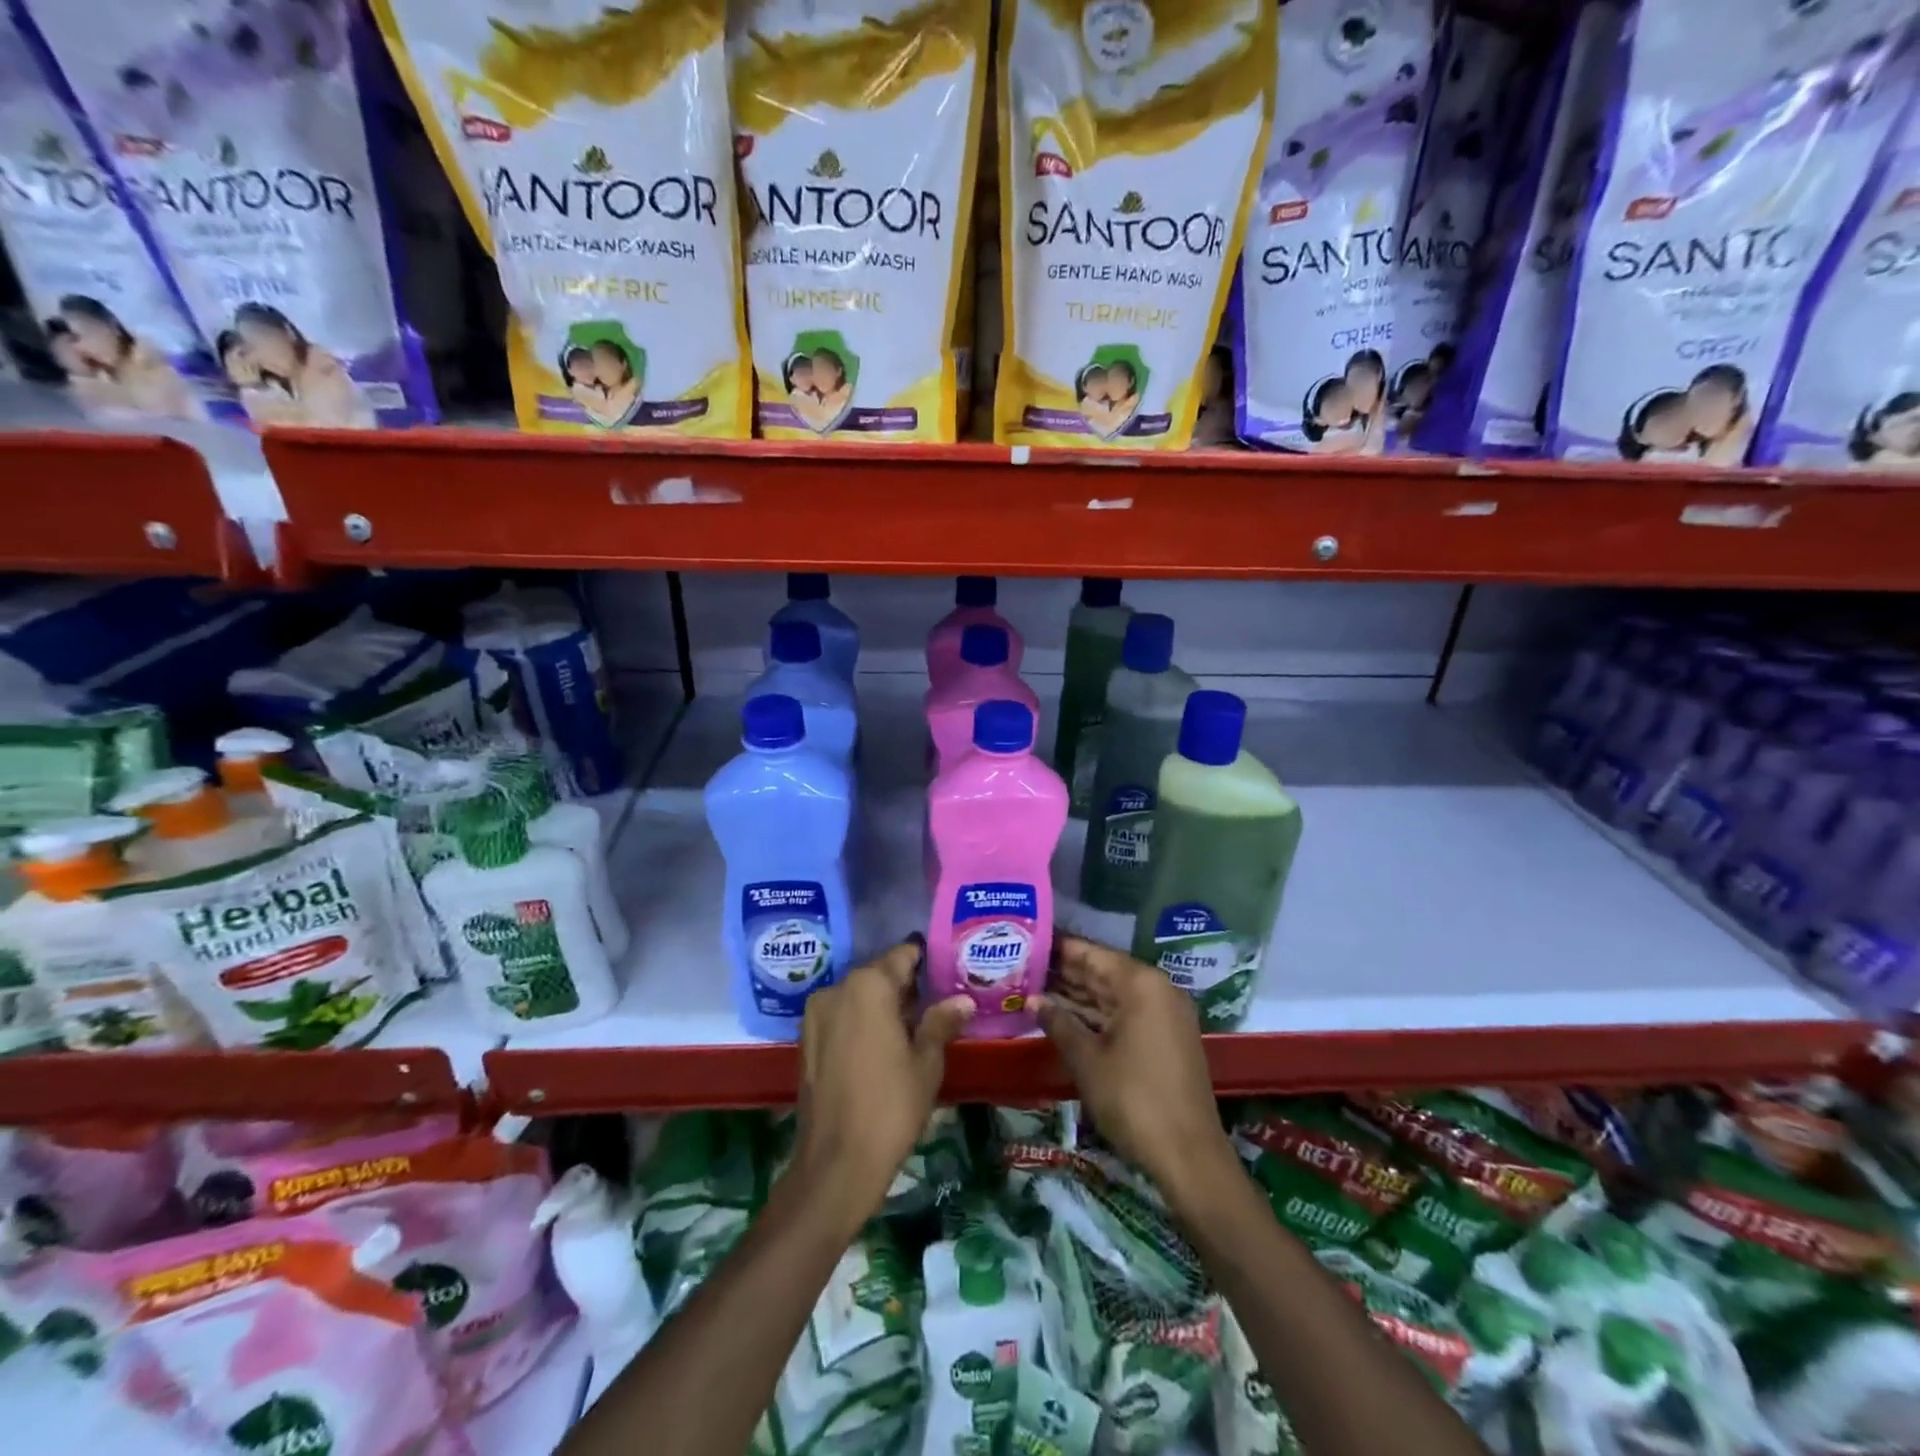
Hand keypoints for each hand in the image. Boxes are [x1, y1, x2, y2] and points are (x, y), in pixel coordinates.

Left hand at [790, 936, 972, 1229]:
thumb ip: (940, 1022)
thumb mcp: (926, 1062)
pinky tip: (884, 1045)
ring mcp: (816, 1014)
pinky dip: (862, 1021)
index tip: (947, 967)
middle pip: (878, 974)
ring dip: (882, 1004)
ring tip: (914, 1025)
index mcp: (868, 985)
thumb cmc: (891, 1105)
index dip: (926, 959)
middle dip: (906, 985)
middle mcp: (837, 989)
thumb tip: (962, 1000)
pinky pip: (841, 1016)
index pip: (903, 955)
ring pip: (858, 996)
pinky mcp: (806, 1040)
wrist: (836, 1163)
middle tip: (937, 1000)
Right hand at [1034, 936, 1235, 1198]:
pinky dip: (1099, 1015)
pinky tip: (1067, 1017)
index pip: (1094, 954)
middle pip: (1105, 972)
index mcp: (1141, 984)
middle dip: (1067, 972)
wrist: (1188, 1155)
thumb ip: (1059, 1023)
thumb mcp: (1087, 1060)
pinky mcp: (1167, 1039)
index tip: (1031, 942)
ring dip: (1080, 995)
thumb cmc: (1133, 1098)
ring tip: (1038, 988)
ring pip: (1115, 995)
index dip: (1061, 949)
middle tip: (1027, 966)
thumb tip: (1033, 1000)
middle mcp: (1158, 990)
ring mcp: (1166, 1015)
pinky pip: (1127, 1014)